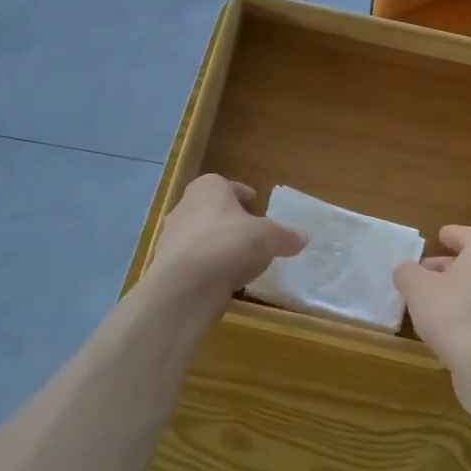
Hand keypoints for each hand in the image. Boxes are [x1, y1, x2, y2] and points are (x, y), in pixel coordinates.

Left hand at [146, 175, 305, 304]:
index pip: (227, 185)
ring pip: (202, 236)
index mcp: (208, 188)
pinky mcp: (168, 266)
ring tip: (242, 260)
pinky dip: (210, 267)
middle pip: (213, 210)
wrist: (185, 285)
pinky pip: (196, 262)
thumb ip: (285, 236)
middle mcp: (185, 206)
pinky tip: (226, 280)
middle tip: (251, 232)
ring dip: (220, 245)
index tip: (255, 202)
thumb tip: (302, 238)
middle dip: (230, 220)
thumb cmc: (229, 244)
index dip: (243, 194)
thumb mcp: (269, 237)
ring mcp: (172, 237)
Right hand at [394, 226, 470, 375]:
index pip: (466, 234)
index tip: (438, 238)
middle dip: (451, 267)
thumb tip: (406, 270)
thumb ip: (408, 273)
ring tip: (434, 305)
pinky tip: (452, 331)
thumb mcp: (418, 289)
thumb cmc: (455, 315)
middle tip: (426, 276)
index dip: (450, 236)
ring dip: (461, 293)